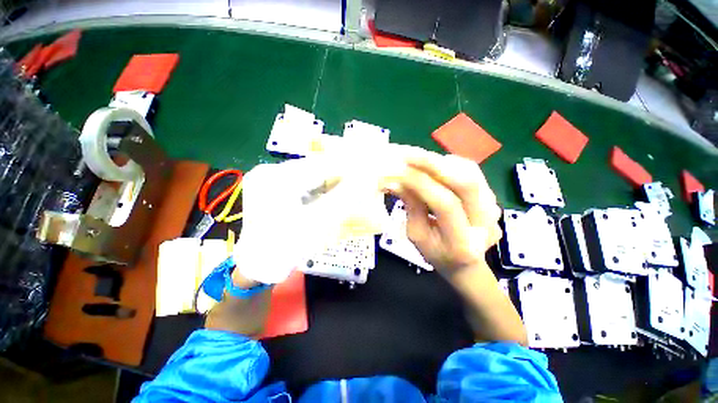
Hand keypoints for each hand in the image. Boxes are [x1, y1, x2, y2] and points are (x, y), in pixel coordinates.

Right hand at [388, 153, 501, 274]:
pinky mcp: (492, 197)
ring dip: (441, 161)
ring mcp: (494, 208)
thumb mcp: (416, 236)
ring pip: (471, 172)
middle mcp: (485, 224)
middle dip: (434, 164)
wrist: (467, 263)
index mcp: (462, 243)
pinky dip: (450, 164)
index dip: (421, 183)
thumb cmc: (437, 254)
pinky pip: (472, 172)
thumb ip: (411, 208)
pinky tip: (434, 165)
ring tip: (418, 158)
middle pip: (466, 182)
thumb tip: (397, 181)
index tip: (398, 170)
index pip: (444, 204)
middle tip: (409, 153)